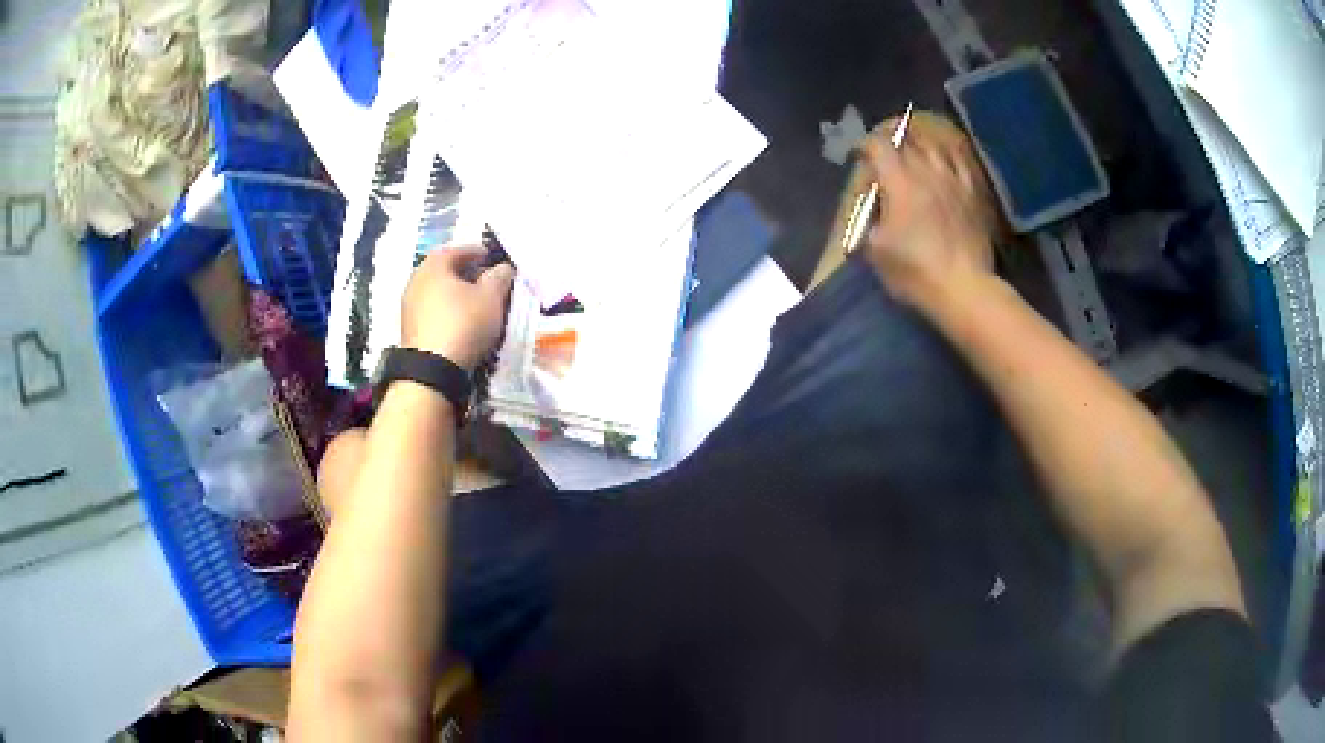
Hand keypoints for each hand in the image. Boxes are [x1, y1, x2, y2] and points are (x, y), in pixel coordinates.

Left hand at [402, 244, 514, 371]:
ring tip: (474, 301)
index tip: (490, 256)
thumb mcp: (491, 298)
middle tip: (483, 278)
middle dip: (464, 272)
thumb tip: (503, 268)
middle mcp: (416, 280)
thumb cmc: (463, 324)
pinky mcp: (409, 329)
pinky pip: (431, 310)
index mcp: (433, 266)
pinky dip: (445, 309)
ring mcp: (409, 306)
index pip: (456, 250)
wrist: (432, 369)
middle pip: (443, 270)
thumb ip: (499, 277)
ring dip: (454, 292)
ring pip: (436, 291)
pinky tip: (459, 320)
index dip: (475, 251)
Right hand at [861, 111, 1000, 313]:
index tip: (860, 156)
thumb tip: (869, 207)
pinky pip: (961, 163)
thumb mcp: (875, 251)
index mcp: (899, 181)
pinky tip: (945, 163)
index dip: (866, 146)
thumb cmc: (914, 271)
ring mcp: (953, 180)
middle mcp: (926, 171)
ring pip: (934, 147)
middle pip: (906, 143)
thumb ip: (868, 220)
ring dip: (919, 147)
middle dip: (891, 145)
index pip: (878, 146)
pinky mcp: (973, 193)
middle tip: (884, 157)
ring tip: (914, 155)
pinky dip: (948, 158)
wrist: (963, 287)